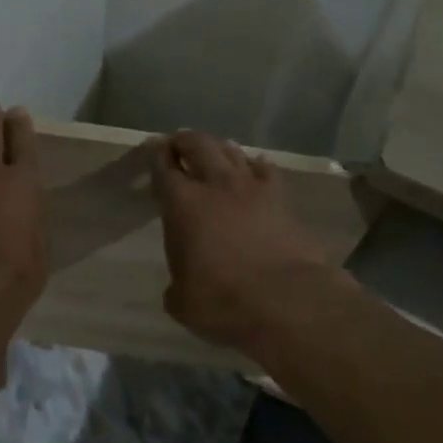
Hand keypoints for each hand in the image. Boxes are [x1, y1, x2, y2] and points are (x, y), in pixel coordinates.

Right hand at [148, 130, 342, 354]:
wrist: (286, 300)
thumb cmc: (222, 301)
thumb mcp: (182, 302)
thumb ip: (177, 286)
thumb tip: (181, 288)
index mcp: (182, 204)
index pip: (164, 167)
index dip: (157, 155)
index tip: (155, 149)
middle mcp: (215, 185)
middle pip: (199, 145)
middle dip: (186, 140)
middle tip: (179, 143)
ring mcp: (252, 187)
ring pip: (232, 151)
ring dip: (218, 147)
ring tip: (213, 151)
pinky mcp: (282, 198)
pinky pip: (265, 169)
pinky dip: (255, 165)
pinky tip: (254, 168)